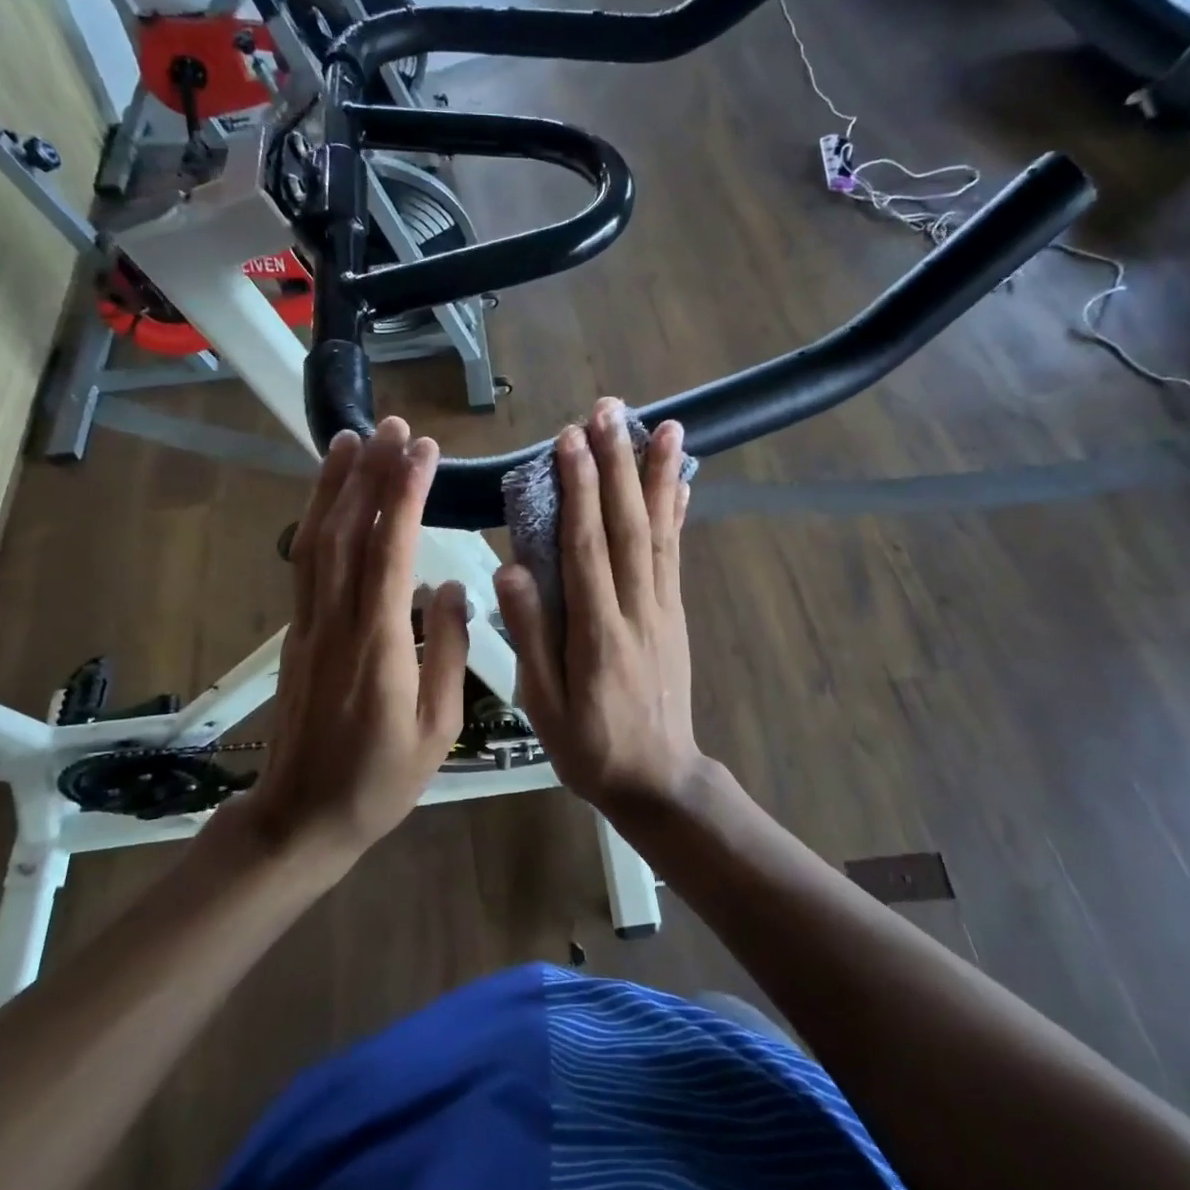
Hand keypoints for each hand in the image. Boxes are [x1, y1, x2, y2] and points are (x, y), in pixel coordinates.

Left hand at [220, 419, 468, 864]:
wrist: (304, 816)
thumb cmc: (381, 779)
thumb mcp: (437, 727)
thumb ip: (449, 651)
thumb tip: (453, 587)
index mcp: (378, 646)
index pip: (389, 552)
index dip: (404, 495)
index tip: (423, 451)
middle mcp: (337, 622)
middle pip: (347, 533)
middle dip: (370, 473)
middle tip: (392, 425)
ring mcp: (309, 624)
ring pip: (316, 541)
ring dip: (334, 486)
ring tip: (353, 439)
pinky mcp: (298, 631)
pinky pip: (305, 563)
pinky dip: (315, 520)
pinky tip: (329, 497)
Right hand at [495, 398, 704, 810]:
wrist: (657, 779)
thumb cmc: (588, 745)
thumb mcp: (543, 705)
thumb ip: (530, 636)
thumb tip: (508, 569)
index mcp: (597, 631)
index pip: (584, 547)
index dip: (578, 490)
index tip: (570, 441)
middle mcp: (636, 608)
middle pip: (625, 526)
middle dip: (617, 464)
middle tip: (610, 411)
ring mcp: (662, 608)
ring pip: (659, 532)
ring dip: (657, 477)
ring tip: (662, 427)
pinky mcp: (675, 613)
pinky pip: (675, 555)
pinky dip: (677, 514)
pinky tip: (680, 483)